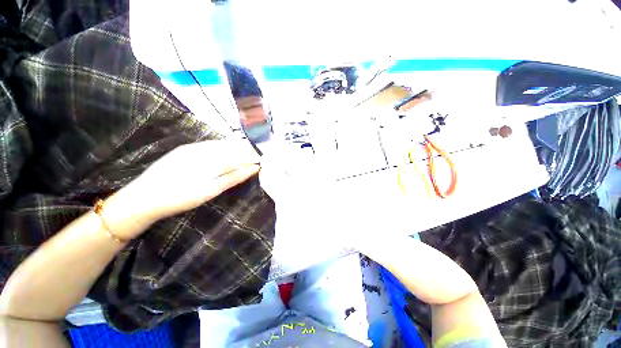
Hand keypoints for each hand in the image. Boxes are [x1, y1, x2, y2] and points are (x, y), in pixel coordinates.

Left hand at [103, 139, 260, 238]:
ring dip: (235, 150)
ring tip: (245, 158)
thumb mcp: (211, 190)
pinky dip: (223, 150)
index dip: (252, 155)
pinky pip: (211, 146)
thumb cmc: (180, 197)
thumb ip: (234, 176)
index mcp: (210, 157)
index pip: (239, 152)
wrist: (143, 198)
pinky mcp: (186, 150)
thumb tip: (254, 168)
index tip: (263, 161)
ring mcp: (193, 147)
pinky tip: (227, 156)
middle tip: (256, 160)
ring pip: (222, 144)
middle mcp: (203, 147)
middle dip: (246, 151)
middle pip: (232, 145)